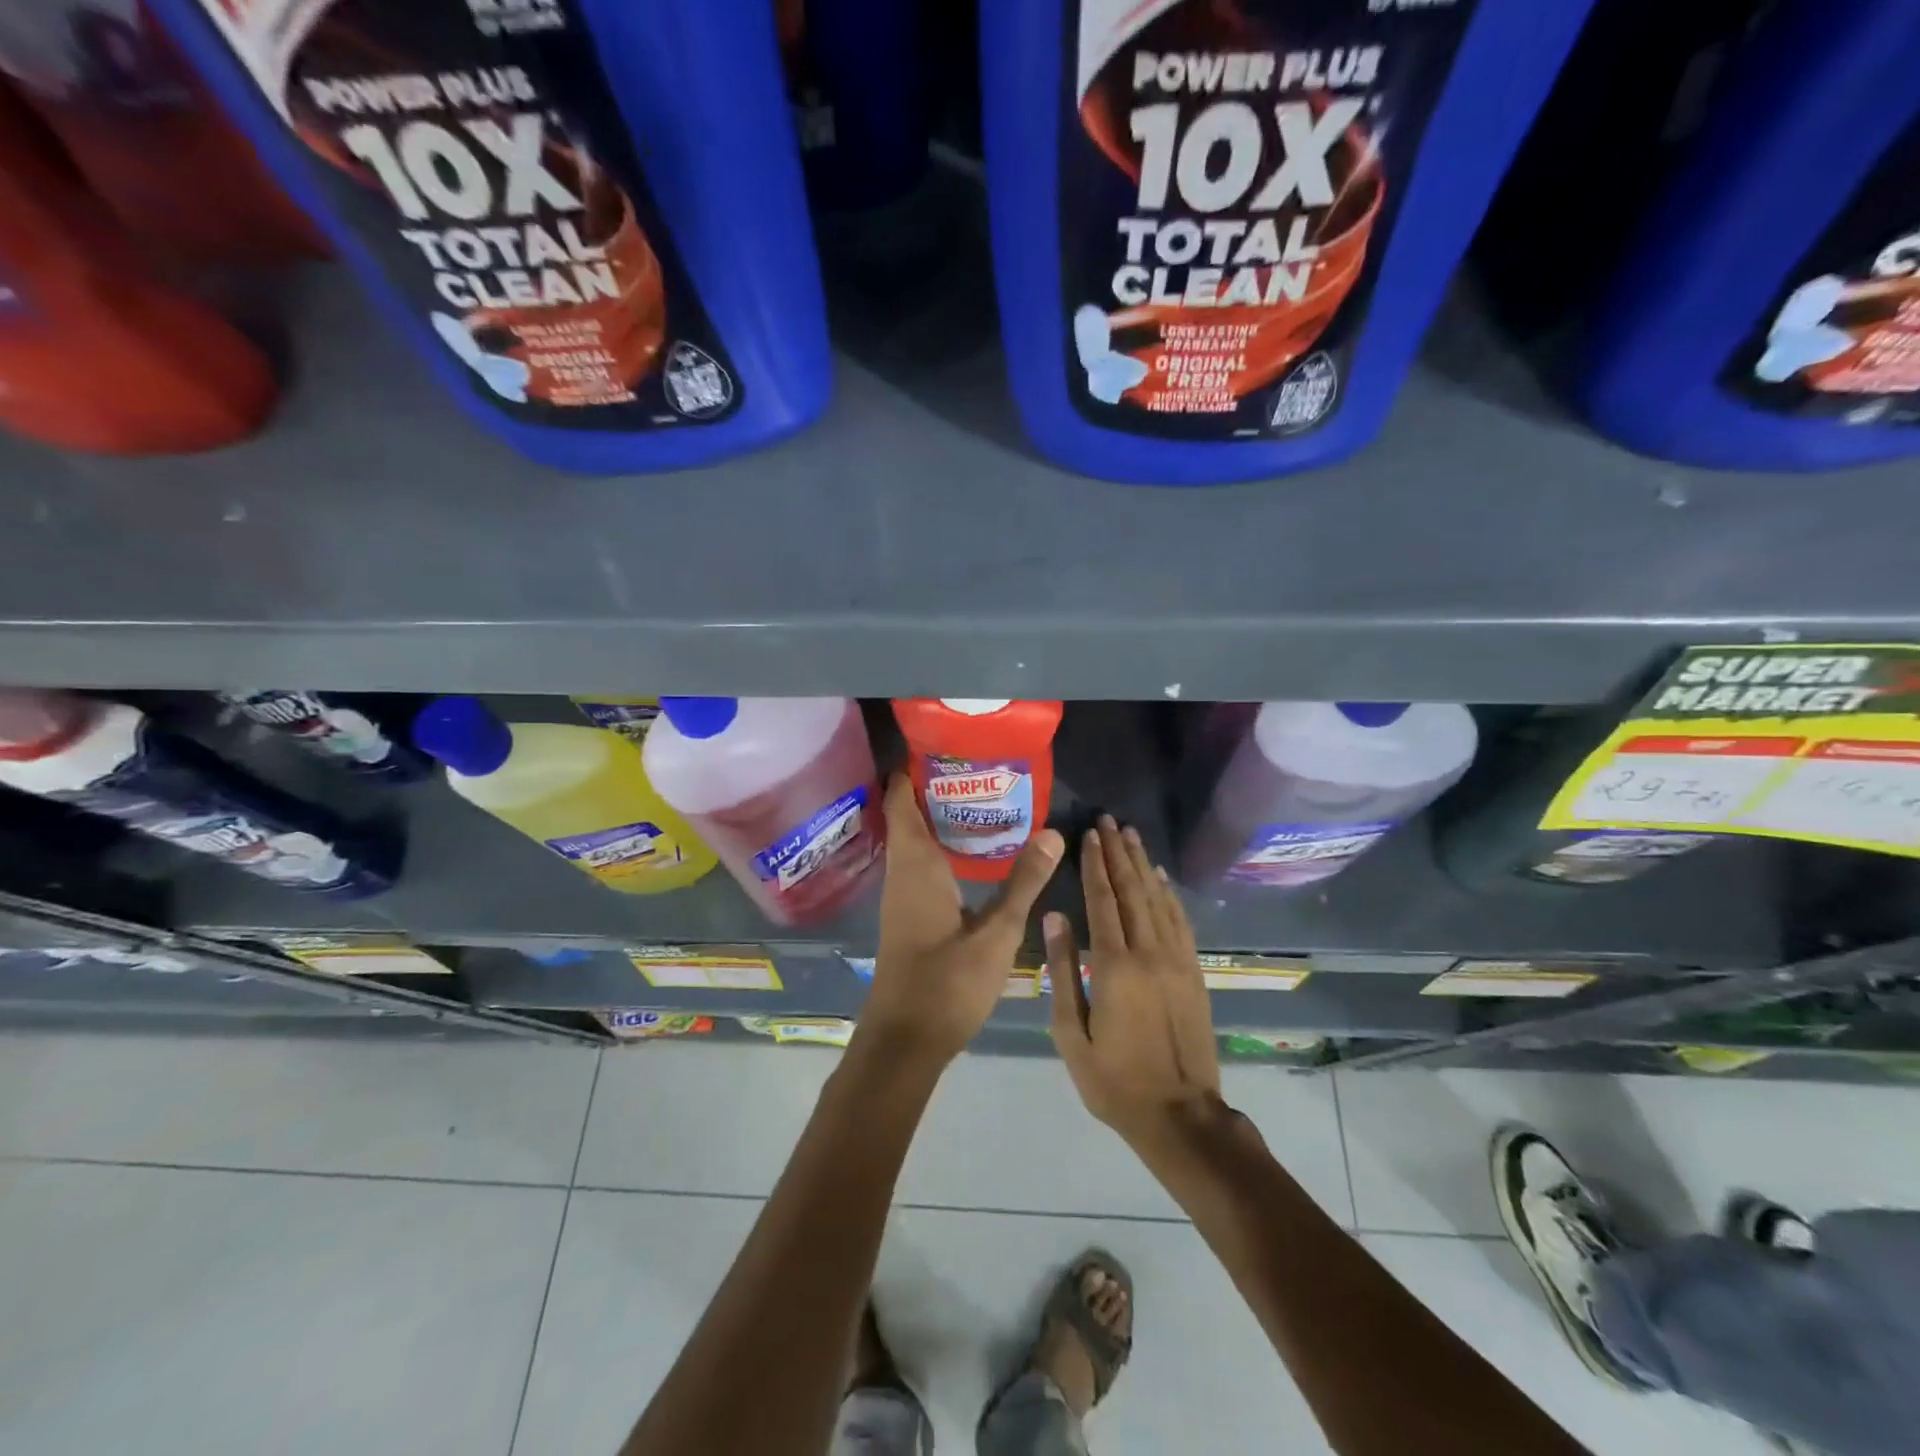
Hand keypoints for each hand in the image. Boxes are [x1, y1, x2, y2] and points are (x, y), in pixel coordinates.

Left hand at [861, 774, 1064, 1066]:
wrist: (905, 1042)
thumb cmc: (946, 984)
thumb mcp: (996, 933)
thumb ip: (1024, 882)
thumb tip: (1053, 832)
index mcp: (915, 865)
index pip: (901, 800)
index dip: (914, 769)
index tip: (944, 745)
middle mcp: (902, 872)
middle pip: (909, 814)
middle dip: (938, 788)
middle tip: (982, 768)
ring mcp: (902, 894)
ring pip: (915, 840)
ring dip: (941, 818)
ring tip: (985, 799)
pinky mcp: (909, 914)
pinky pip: (921, 862)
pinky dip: (942, 846)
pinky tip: (974, 852)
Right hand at [1048, 816, 1222, 1148]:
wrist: (1180, 1116)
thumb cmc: (1113, 1080)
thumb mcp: (1071, 1033)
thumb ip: (1062, 970)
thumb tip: (1055, 916)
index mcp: (1114, 967)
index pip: (1103, 900)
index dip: (1094, 864)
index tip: (1088, 834)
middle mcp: (1149, 953)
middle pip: (1132, 890)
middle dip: (1119, 852)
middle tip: (1109, 820)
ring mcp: (1177, 961)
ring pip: (1158, 899)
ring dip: (1143, 864)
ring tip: (1131, 835)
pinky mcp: (1194, 972)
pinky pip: (1180, 922)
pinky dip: (1168, 894)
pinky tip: (1160, 877)